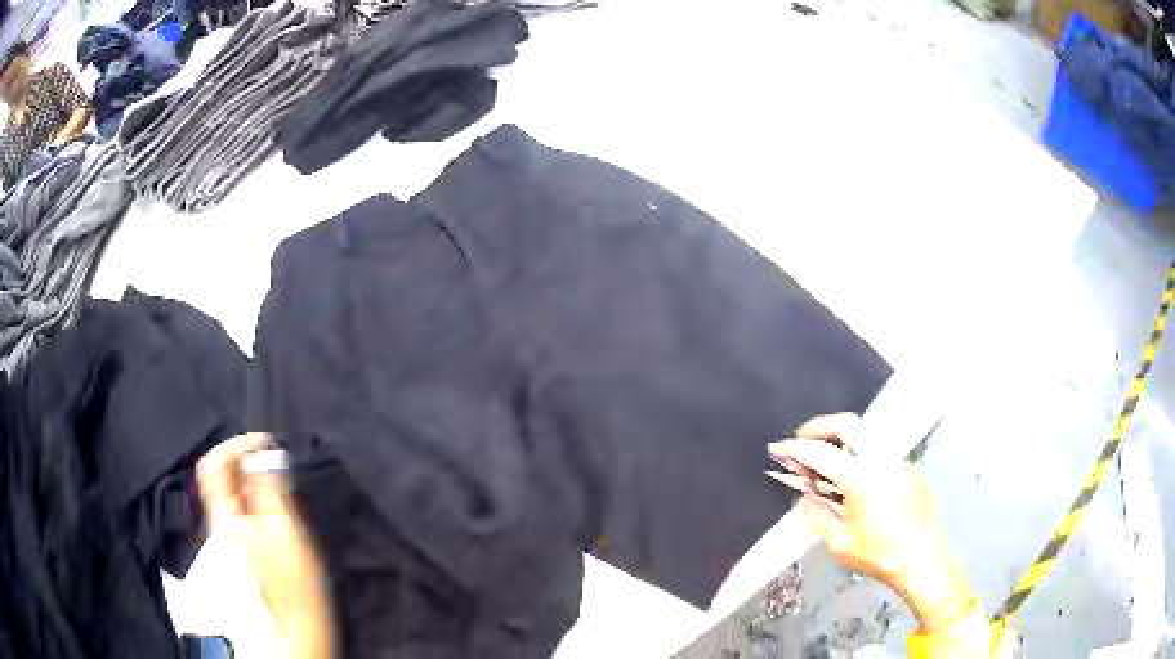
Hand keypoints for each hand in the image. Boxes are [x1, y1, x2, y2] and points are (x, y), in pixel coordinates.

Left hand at [197, 434, 334, 658]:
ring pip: (229, 492)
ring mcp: (230, 536)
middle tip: (272, 455)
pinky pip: (240, 508)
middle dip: (243, 458)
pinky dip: (253, 494)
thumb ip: (269, 489)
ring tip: (276, 473)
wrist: (295, 625)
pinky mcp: (243, 546)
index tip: (263, 441)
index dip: (234, 444)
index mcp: (226, 517)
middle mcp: (221, 523)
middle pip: (218, 477)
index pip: (212, 465)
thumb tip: (263, 455)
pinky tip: (273, 500)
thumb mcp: (284, 531)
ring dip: (249, 475)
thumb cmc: (293, 583)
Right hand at [769, 413, 975, 632]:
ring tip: (829, 459)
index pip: (821, 452)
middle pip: (849, 424)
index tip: (779, 448)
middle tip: (804, 437)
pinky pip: (884, 454)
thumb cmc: (880, 556)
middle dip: (822, 425)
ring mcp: (901, 461)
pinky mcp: (913, 470)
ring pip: (869, 435)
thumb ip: (817, 516)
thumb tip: (808, 497)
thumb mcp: (838, 544)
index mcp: (861, 477)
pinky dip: (865, 457)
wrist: (924, 560)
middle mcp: (882, 459)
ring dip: (845, 439)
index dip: (796, 448)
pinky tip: (861, 483)